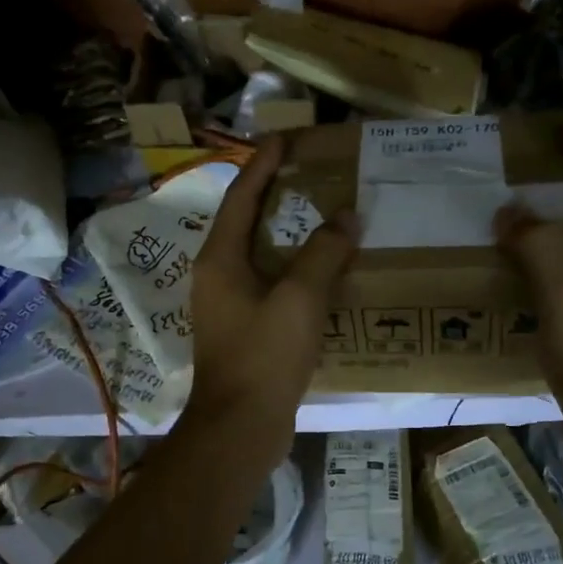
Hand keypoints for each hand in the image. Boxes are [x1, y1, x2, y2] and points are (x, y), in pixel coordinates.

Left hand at [184, 137, 359, 445]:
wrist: (240, 426)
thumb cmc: (264, 355)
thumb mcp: (300, 298)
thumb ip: (324, 253)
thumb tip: (345, 218)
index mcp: (220, 259)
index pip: (242, 196)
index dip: (263, 164)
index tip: (284, 137)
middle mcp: (217, 275)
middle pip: (246, 221)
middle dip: (274, 194)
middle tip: (307, 171)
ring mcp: (227, 304)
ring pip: (258, 254)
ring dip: (285, 232)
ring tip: (318, 214)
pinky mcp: (242, 329)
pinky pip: (268, 283)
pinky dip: (291, 268)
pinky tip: (319, 271)